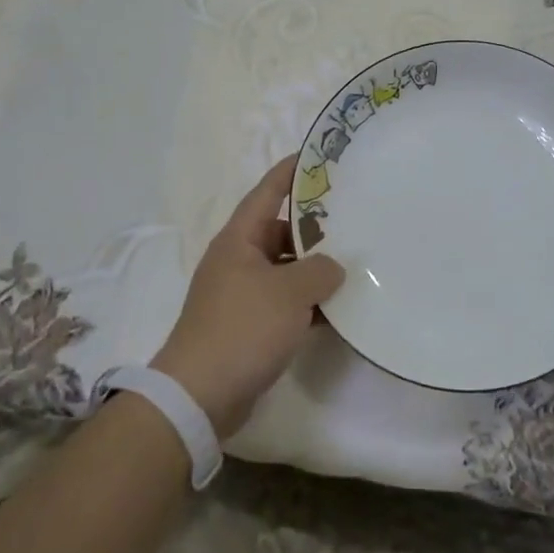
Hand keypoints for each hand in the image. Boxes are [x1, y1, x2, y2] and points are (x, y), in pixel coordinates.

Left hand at [152, 156, 345, 437]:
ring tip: (353, 265)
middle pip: (279, 232)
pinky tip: (337, 311)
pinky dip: (307, 304)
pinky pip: (283, 304)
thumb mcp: (290, 292)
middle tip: (351, 219)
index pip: (266, 193)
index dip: (290, 172)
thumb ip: (319, 270)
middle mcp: (237, 261)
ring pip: (284, 270)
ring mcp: (241, 295)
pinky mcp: (247, 327)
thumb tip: (332, 267)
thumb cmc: (243, 328)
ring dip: (313, 270)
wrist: (200, 395)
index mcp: (239, 240)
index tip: (315, 157)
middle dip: (313, 228)